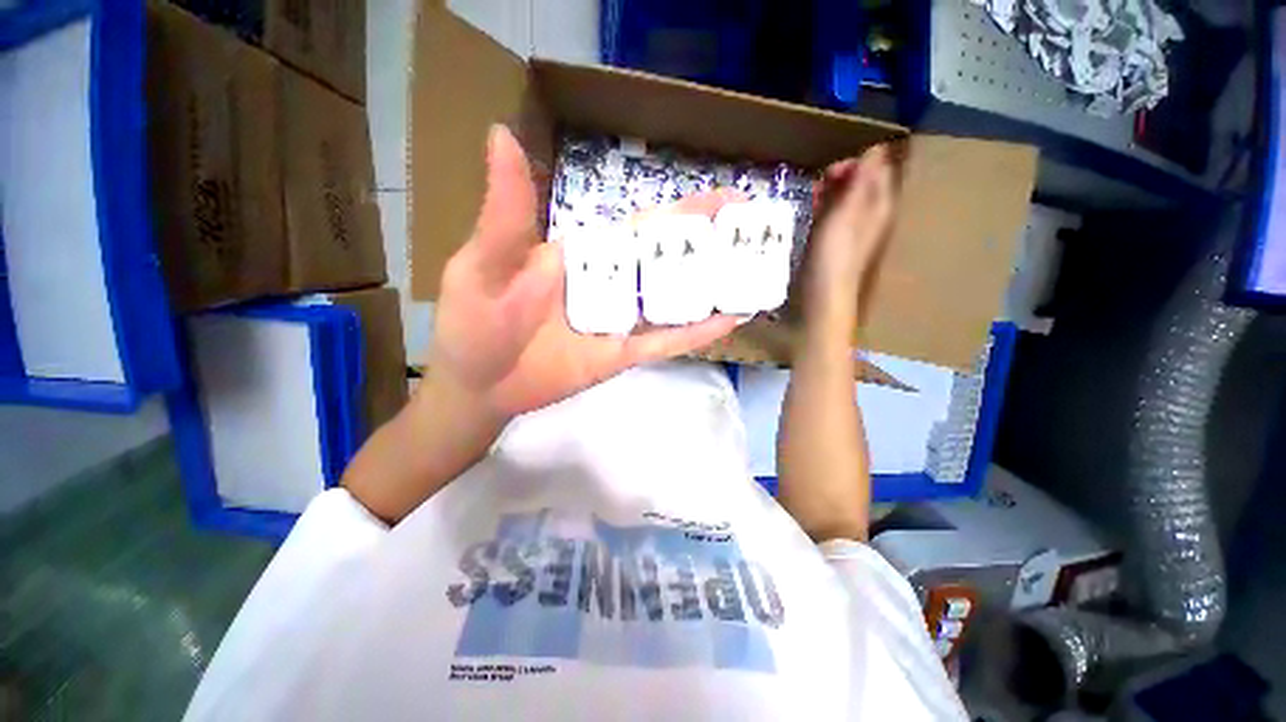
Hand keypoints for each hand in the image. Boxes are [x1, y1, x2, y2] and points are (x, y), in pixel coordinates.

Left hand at [428, 125, 741, 420]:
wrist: (478, 387)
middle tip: (759, 234)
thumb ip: (506, 211)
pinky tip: (731, 319)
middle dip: (710, 246)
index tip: (725, 199)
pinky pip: (665, 341)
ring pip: (674, 299)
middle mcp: (609, 284)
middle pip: (668, 260)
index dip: (682, 212)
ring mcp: (620, 322)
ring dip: (712, 286)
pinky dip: (697, 332)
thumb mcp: (486, 264)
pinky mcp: (623, 354)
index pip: (640, 227)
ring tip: (756, 274)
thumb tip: (503, 135)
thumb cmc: (474, 324)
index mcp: (583, 255)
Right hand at [799, 145, 896, 334]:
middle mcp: (872, 212)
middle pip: (861, 181)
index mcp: (879, 203)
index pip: (877, 167)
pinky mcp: (840, 239)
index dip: (856, 162)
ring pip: (847, 197)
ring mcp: (856, 227)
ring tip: (811, 199)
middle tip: (817, 185)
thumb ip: (861, 181)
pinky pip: (837, 214)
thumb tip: (876, 147)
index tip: (831, 171)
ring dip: (830, 192)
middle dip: (840, 177)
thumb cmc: (835, 253)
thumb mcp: (847, 213)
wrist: (826, 293)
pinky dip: (825, 208)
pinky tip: (812, 214)